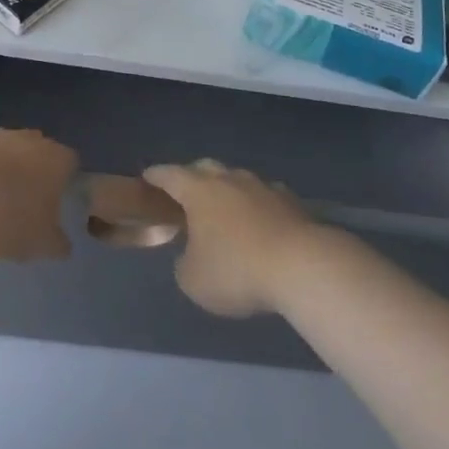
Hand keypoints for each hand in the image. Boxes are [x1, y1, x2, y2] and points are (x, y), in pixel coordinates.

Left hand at [0, 129, 77, 262]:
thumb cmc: (14, 222)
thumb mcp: (43, 244)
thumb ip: (57, 243)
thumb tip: (62, 246)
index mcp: (56, 159)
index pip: (70, 161)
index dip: (65, 178)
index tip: (57, 197)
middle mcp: (28, 140)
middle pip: (38, 147)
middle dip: (34, 166)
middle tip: (25, 196)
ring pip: (5, 147)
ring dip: (2, 165)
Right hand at [143, 160, 324, 317]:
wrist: (301, 266)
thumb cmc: (237, 270)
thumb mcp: (194, 280)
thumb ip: (184, 263)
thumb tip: (191, 255)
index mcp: (198, 191)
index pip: (169, 175)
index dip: (155, 176)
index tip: (147, 177)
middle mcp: (228, 179)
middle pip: (204, 168)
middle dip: (191, 177)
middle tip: (184, 194)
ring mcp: (261, 186)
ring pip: (236, 179)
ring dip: (227, 191)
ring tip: (223, 210)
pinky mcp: (290, 201)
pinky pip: (264, 196)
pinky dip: (256, 205)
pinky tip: (259, 222)